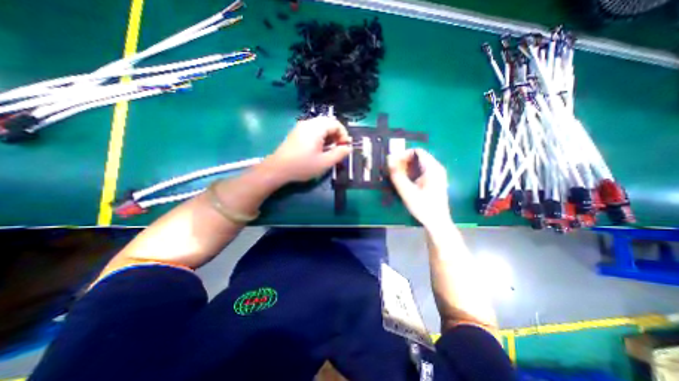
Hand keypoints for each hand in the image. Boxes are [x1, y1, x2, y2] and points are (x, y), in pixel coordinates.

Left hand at [264, 117, 352, 183]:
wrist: (278, 169)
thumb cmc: (302, 166)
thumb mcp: (325, 162)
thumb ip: (339, 154)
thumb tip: (348, 148)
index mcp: (316, 128)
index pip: (336, 124)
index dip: (344, 135)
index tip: (344, 147)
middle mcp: (308, 123)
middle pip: (328, 123)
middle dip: (336, 135)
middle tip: (338, 148)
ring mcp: (301, 127)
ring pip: (320, 127)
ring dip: (329, 136)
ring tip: (329, 150)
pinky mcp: (296, 133)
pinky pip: (313, 130)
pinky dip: (320, 137)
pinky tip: (319, 149)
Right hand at [387, 147, 449, 225]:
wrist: (437, 223)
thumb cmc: (423, 207)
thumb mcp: (407, 191)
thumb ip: (397, 175)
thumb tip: (388, 159)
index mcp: (432, 168)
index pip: (416, 151)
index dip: (403, 155)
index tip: (393, 164)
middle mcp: (436, 168)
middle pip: (417, 157)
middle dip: (403, 162)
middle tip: (393, 171)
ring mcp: (436, 174)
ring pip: (418, 164)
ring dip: (406, 168)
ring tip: (397, 177)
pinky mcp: (434, 181)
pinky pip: (421, 171)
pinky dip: (411, 173)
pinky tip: (405, 182)